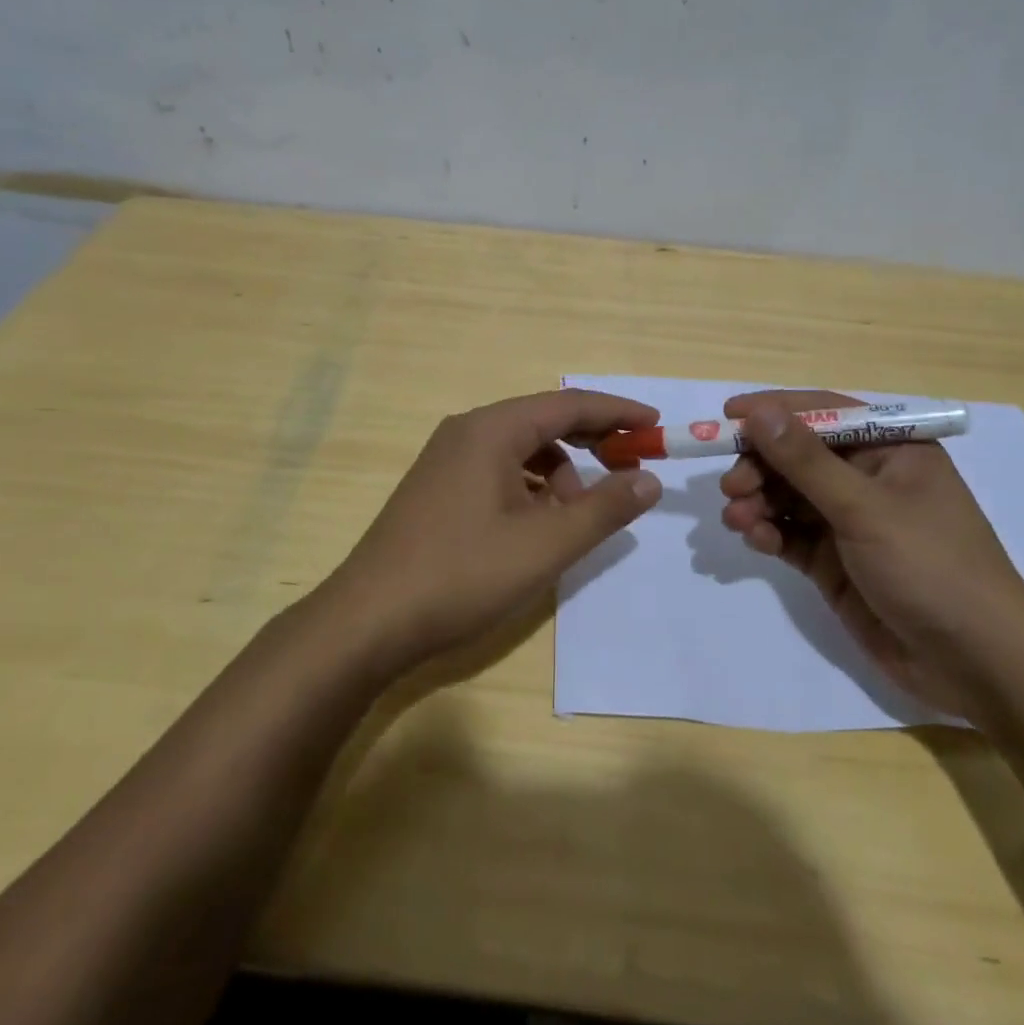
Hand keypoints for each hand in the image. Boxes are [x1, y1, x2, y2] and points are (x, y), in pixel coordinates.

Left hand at [323, 389, 662, 674]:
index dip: (617, 413)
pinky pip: (498, 470)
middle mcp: (467, 431)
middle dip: (591, 442)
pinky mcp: (437, 487)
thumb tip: (648, 480)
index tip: (655, 426)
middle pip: (543, 421)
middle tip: (631, 466)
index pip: (568, 404)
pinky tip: (536, 526)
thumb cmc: (462, 574)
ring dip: (559, 472)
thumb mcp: (545, 545)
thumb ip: (603, 509)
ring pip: (520, 449)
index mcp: (492, 429)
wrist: (368, 620)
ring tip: (576, 517)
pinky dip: (529, 488)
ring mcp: (447, 459)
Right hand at [719, 390, 1023, 716]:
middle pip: (798, 455)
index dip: (774, 411)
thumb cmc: (931, 566)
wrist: (977, 664)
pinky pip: (790, 534)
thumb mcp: (865, 508)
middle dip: (760, 466)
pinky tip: (756, 539)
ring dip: (758, 501)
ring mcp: (850, 522)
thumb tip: (759, 412)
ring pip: (788, 495)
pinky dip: (769, 532)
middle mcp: (868, 478)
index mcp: (891, 449)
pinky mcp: (835, 561)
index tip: (727, 416)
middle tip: (731, 486)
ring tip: (737, 518)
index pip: (823, 413)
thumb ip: (806, 461)